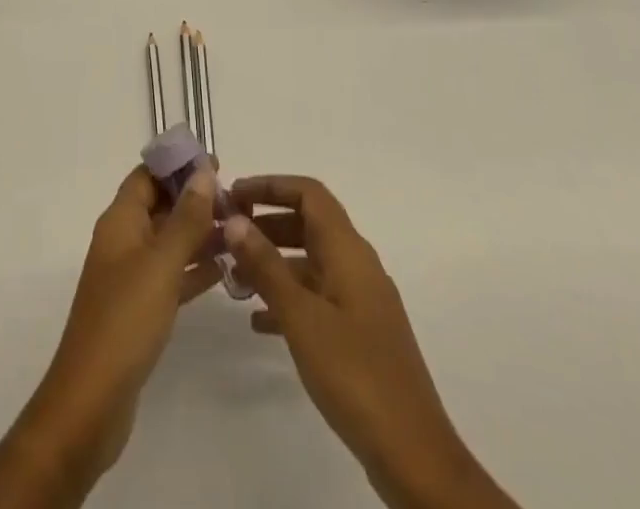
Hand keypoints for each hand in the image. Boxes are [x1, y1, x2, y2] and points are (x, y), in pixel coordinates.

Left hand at [0, 163, 218, 508]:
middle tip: (236, 201)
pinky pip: (170, 275)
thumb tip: (203, 172)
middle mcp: (122, 241)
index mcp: (120, 221)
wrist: (91, 401)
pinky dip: (193, 269)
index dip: (178, 165)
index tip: (216, 163)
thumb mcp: (161, 263)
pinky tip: (223, 271)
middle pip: (159, 205)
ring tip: (238, 232)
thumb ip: (186, 218)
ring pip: (168, 241)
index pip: (147, 175)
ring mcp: (129, 276)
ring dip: (199, 233)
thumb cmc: (125, 320)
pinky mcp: (139, 309)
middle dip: (193, 198)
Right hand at [223, 176, 519, 508]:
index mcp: (348, 251)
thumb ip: (266, 265)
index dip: (271, 185)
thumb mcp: (301, 317)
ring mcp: (361, 300)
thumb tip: (235, 219)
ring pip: (311, 261)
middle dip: (267, 221)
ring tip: (233, 275)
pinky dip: (288, 297)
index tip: (233, 195)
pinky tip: (258, 321)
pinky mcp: (360, 332)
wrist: (413, 454)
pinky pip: (318, 296)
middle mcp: (357, 265)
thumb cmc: (354, 374)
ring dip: (274, 260)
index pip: (309, 193)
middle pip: (309, 223)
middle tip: (226, 232)